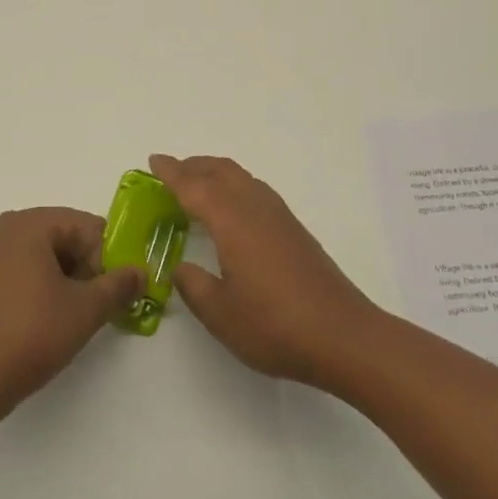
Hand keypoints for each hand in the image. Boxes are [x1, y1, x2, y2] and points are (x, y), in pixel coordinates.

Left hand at [0, 207, 144, 426]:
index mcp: (28, 224)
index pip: (85, 225)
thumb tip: (140, 271)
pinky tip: (39, 319)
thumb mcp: (85, 311)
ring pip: (39, 253)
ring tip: (66, 316)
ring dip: (61, 277)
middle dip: (83, 266)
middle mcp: (2, 228)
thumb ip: (118, 285)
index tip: (106, 293)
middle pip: (61, 235)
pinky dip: (35, 284)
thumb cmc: (30, 335)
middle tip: (89, 306)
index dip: (104, 258)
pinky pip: (16, 268)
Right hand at [152, 154, 382, 390]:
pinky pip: (256, 192)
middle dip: (194, 166)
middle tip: (170, 171)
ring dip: (216, 173)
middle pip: (221, 171)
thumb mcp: (220, 313)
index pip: (194, 187)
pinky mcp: (296, 232)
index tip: (153, 161)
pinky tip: (232, 211)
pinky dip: (234, 187)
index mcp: (232, 221)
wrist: (344, 337)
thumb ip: (194, 286)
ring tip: (197, 185)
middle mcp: (256, 208)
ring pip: (242, 178)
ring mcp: (280, 218)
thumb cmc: (275, 326)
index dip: (171, 173)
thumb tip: (182, 268)